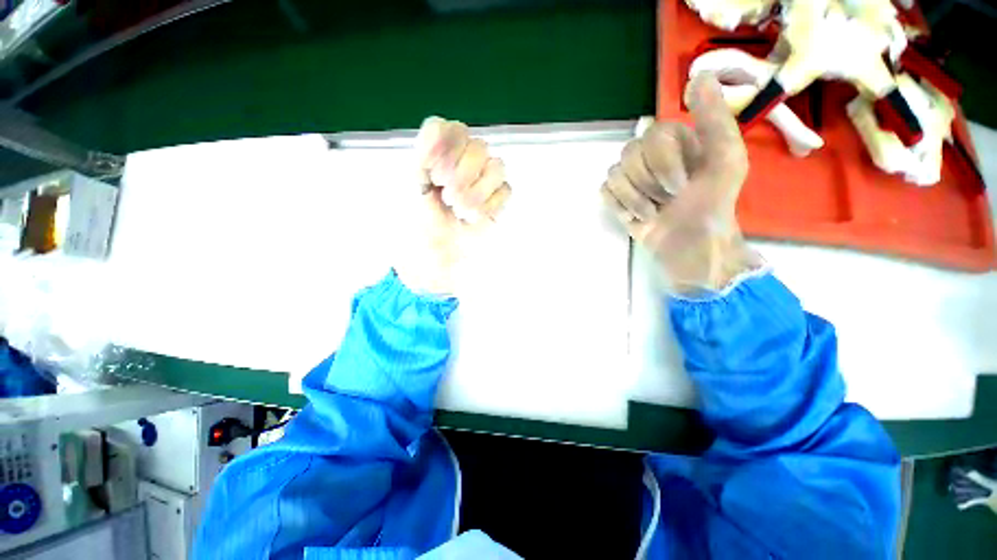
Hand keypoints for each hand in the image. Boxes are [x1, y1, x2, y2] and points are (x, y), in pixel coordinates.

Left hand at [395, 117, 511, 295]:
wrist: (434, 249)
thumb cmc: (419, 218)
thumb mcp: (411, 184)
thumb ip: (423, 152)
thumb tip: (439, 129)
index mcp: (443, 150)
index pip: (451, 128)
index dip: (443, 147)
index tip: (430, 173)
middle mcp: (467, 158)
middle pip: (478, 146)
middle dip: (461, 174)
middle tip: (446, 196)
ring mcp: (487, 178)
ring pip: (497, 166)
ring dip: (475, 192)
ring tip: (458, 209)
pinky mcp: (500, 198)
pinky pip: (505, 191)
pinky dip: (488, 206)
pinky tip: (471, 218)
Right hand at [600, 74, 762, 293]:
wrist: (691, 246)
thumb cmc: (712, 206)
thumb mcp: (726, 161)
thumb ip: (715, 119)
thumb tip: (699, 74)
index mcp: (676, 140)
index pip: (652, 134)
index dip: (664, 163)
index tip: (683, 185)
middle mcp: (650, 154)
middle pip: (629, 153)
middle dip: (650, 183)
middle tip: (668, 200)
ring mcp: (631, 177)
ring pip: (614, 174)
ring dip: (636, 199)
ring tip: (653, 212)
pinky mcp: (617, 198)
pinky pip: (604, 191)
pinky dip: (620, 206)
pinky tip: (636, 216)